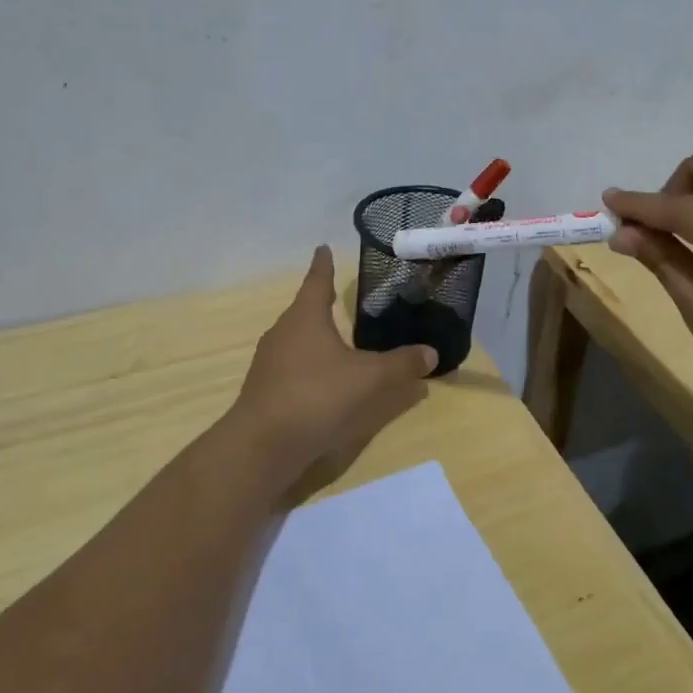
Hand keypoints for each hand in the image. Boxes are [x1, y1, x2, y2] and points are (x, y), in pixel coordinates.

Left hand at [229, 246, 436, 494]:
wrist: (262, 445)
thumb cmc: (315, 395)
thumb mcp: (368, 379)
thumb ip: (400, 364)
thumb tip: (431, 352)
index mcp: (305, 317)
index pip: (317, 281)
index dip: (324, 264)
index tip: (323, 247)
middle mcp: (283, 332)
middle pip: (305, 309)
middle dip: (322, 302)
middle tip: (340, 295)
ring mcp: (270, 362)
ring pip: (298, 339)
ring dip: (316, 336)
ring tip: (338, 338)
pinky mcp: (266, 389)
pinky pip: (293, 365)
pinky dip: (311, 364)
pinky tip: (326, 379)